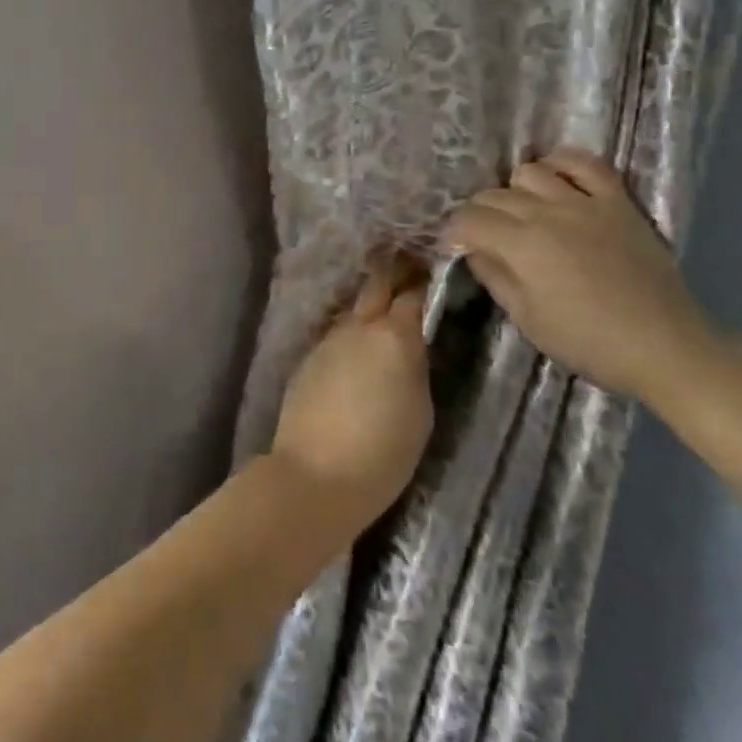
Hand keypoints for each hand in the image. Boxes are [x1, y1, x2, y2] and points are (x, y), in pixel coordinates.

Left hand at [268, 265, 432, 536]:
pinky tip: (356, 345)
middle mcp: (359, 326)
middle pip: (377, 284)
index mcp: (394, 337)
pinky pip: (336, 333)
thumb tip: (412, 346)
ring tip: (385, 307)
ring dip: (370, 303)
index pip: (413, 293)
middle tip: (409, 266)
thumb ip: (417, 367)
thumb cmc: (383, 452)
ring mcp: (328, 339)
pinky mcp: (308, 357)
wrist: (315, 475)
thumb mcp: (421, 410)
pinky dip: (350, 331)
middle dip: (394, 272)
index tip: (434, 271)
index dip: (424, 280)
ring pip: (354, 308)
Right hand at [441, 150, 716, 402]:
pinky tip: (556, 180)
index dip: (452, 232)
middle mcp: (547, 212)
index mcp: (521, 245)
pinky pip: (585, 163)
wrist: (664, 346)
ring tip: (521, 212)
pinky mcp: (617, 201)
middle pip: (494, 195)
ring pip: (530, 172)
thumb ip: (495, 277)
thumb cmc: (588, 341)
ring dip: (515, 190)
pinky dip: (562, 165)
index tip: (452, 247)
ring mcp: (584, 201)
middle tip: (484, 237)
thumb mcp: (527, 319)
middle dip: (478, 214)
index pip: (469, 220)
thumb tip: (474, 251)